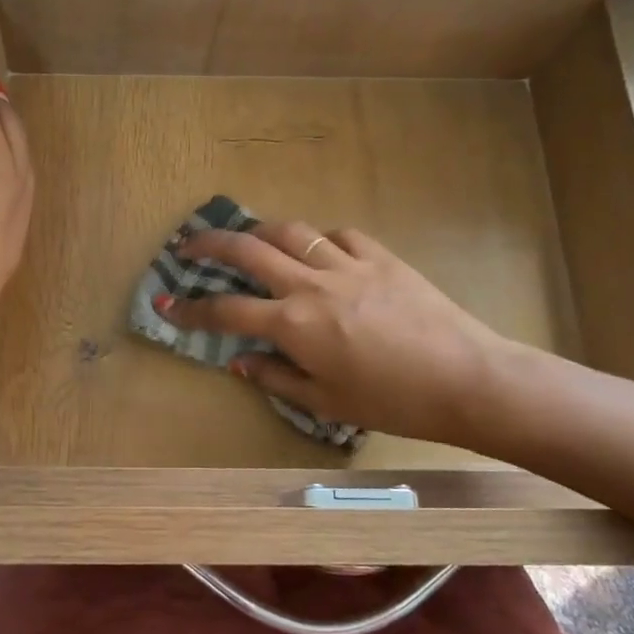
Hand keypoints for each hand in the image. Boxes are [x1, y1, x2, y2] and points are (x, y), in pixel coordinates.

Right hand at [165, 220, 514, 444]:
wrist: (466, 379)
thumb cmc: (393, 402)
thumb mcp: (326, 402)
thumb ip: (276, 377)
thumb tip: (239, 362)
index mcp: (293, 324)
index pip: (226, 311)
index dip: (190, 309)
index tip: (167, 304)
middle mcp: (310, 284)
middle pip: (247, 250)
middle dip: (209, 243)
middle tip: (188, 244)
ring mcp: (347, 264)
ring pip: (290, 231)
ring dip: (260, 231)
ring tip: (249, 238)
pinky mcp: (381, 256)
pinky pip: (339, 234)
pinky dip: (320, 238)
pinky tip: (320, 249)